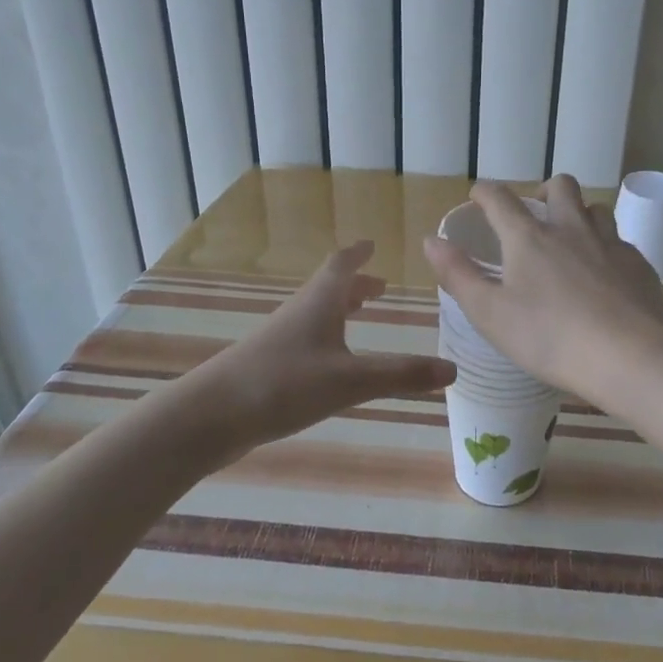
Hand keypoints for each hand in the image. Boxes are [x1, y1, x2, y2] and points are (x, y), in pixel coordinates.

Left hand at [194, 242, 454, 452]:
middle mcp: (298, 314)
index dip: (358, 254)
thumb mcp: (351, 381)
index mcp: (319, 303)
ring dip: (339, 310)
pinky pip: (305, 341)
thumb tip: (453, 368)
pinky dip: (325, 338)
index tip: (372, 244)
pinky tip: (329, 363)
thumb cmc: (283, 384)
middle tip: (379, 287)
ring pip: (315, 315)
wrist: (209, 417)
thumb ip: (401, 375)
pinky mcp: (267, 368)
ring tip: (359, 315)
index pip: (341, 266)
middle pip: (328, 289)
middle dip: (355, 285)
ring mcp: (279, 341)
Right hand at [422, 176, 662, 401]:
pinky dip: (607, 249)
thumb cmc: (547, 337)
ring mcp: (610, 244)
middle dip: (544, 190)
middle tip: (537, 212)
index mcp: (529, 238)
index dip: (485, 192)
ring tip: (573, 241)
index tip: (478, 196)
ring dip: (581, 215)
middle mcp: (571, 229)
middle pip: (561, 186)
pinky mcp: (639, 265)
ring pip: (597, 209)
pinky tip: (605, 276)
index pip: (500, 199)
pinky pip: (621, 243)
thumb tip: (431, 241)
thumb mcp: (489, 312)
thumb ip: (458, 274)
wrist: (625, 356)